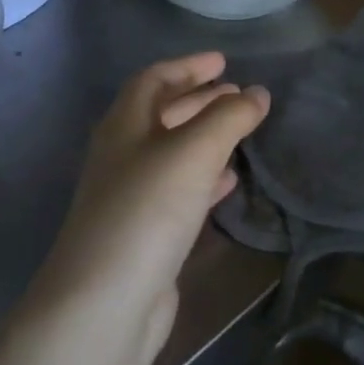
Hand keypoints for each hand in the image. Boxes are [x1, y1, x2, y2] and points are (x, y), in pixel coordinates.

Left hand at [39, 52, 268, 364]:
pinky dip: (205, 179)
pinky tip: (229, 181)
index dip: (187, 67)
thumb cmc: (147, 210)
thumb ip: (229, 118)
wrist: (105, 303)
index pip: (153, 80)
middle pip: (162, 115)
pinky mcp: (145, 234)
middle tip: (238, 93)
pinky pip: (179, 192)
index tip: (223, 62)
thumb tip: (258, 93)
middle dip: (199, 100)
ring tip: (241, 130)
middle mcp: (122, 156)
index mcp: (123, 126)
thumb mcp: (193, 152)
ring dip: (205, 137)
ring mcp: (131, 197)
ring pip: (172, 154)